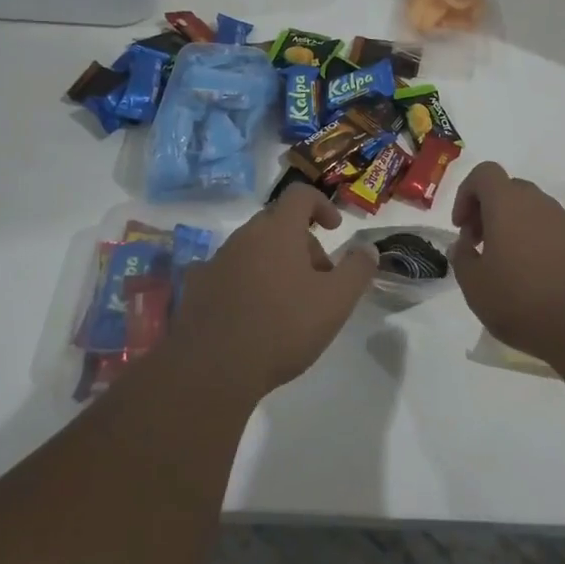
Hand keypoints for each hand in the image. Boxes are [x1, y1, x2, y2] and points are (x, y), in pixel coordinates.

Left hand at [172, 184, 377, 398]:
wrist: (213, 369)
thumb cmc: (283, 328)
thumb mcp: (336, 302)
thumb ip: (357, 270)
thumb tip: (368, 248)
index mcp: (278, 231)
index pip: (299, 194)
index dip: (321, 204)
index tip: (334, 228)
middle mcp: (244, 236)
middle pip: (277, 222)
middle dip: (302, 242)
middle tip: (318, 277)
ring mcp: (216, 260)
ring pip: (252, 248)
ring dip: (273, 262)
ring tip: (286, 301)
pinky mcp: (196, 287)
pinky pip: (227, 272)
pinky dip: (244, 281)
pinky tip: (249, 311)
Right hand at [450, 162, 564, 368]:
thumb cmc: (526, 301)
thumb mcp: (476, 288)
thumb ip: (462, 260)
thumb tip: (464, 245)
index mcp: (508, 204)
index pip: (484, 173)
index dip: (466, 194)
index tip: (462, 228)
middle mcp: (539, 203)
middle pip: (507, 191)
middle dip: (487, 212)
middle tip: (480, 247)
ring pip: (530, 212)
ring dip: (511, 230)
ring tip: (505, 269)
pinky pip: (550, 232)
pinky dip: (535, 245)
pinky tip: (534, 281)